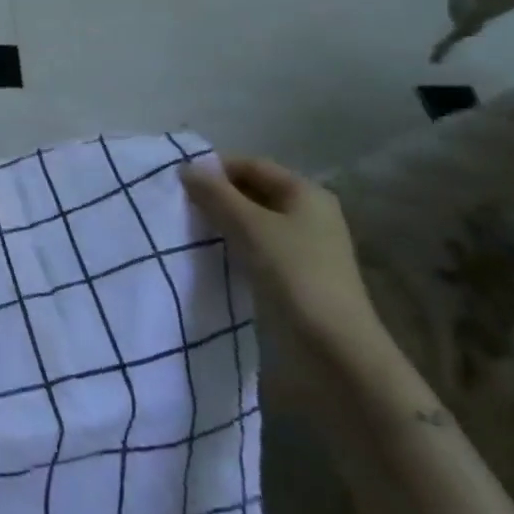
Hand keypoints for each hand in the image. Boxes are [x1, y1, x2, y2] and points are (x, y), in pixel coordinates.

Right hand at [180, 156, 381, 356]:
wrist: (334, 349)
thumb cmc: (294, 274)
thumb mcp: (249, 226)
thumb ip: (216, 194)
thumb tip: (186, 168)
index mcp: (306, 193)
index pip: (252, 165)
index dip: (215, 168)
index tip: (179, 181)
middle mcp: (309, 214)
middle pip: (254, 191)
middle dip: (217, 195)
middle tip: (179, 204)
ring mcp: (305, 246)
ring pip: (253, 221)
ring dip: (223, 221)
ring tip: (189, 227)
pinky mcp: (296, 274)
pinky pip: (257, 246)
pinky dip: (234, 244)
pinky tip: (211, 253)